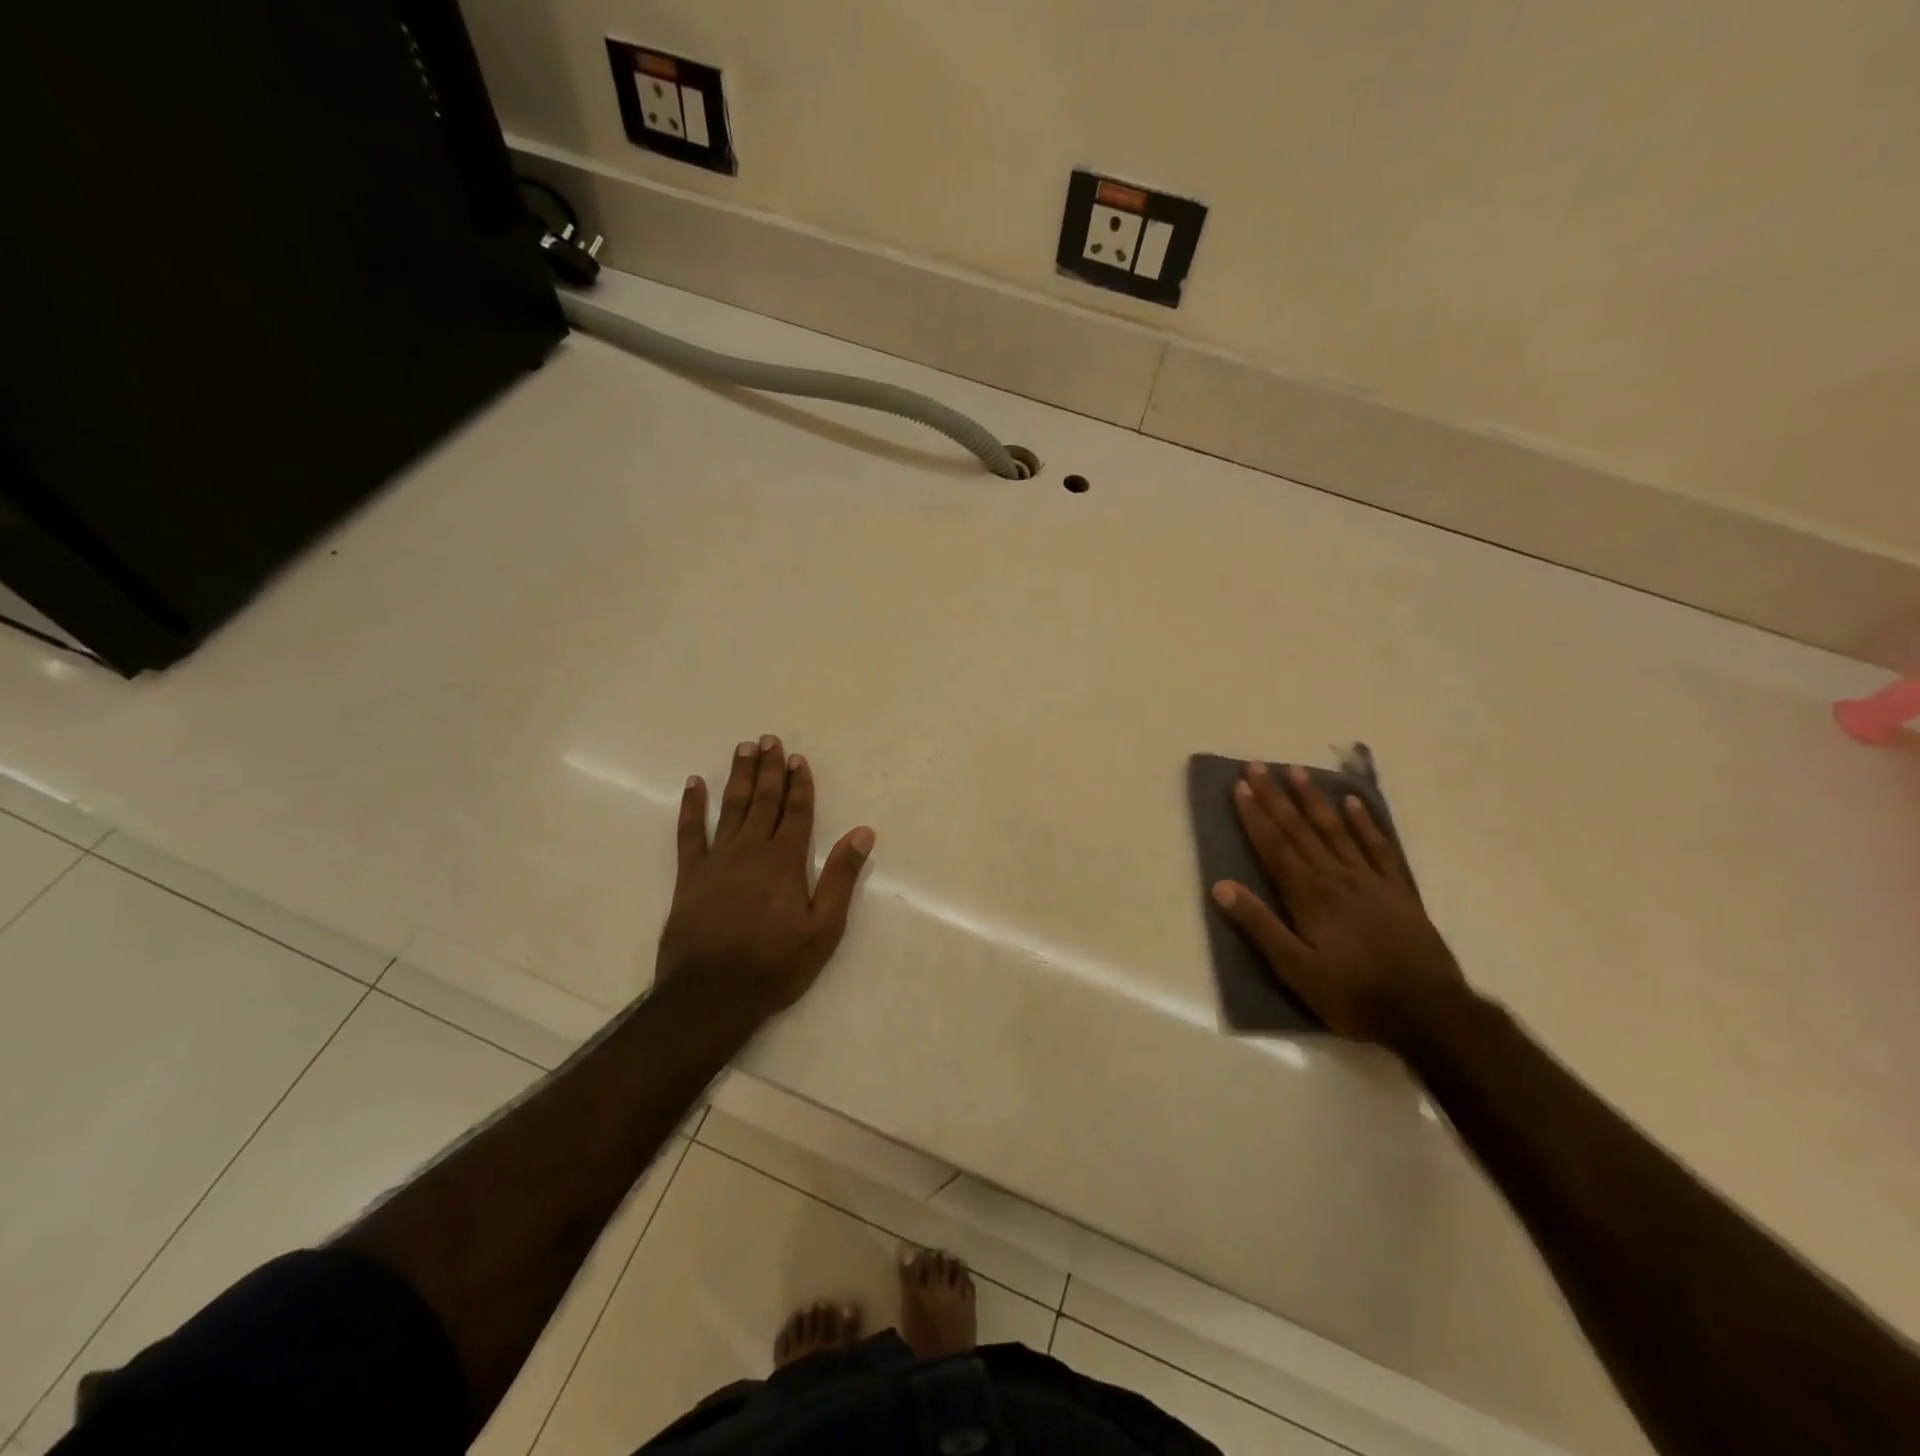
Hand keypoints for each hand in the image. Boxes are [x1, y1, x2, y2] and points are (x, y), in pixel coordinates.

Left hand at [656, 736, 875, 1019]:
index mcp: (785, 861)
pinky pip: (689, 832)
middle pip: (763, 800)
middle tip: (770, 739)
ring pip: (731, 807)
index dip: (799, 784)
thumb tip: (863, 833)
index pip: (796, 812)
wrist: (712, 994)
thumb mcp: (824, 927)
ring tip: (743, 749)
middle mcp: (751, 850)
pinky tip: (694, 785)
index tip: (798, 759)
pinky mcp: (690, 875)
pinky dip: (692, 807)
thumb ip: (841, 876)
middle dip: (769, 769)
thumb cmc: (775, 964)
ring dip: (738, 776)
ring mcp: (717, 860)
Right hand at [1211, 762, 1468, 1049]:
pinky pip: (1380, 848)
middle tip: (1258, 765)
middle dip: (1275, 797)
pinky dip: (1365, 823)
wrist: (1430, 1014)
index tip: (1240, 786)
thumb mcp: (1296, 970)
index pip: (1274, 846)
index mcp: (1309, 896)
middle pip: (1300, 830)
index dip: (1254, 816)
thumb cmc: (1354, 995)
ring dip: (1313, 800)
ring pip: (1336, 830)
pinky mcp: (1399, 891)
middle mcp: (1336, 878)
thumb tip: (1220, 886)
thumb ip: (1259, 926)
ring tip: (1296, 771)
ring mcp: (1371, 881)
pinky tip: (1353, 802)